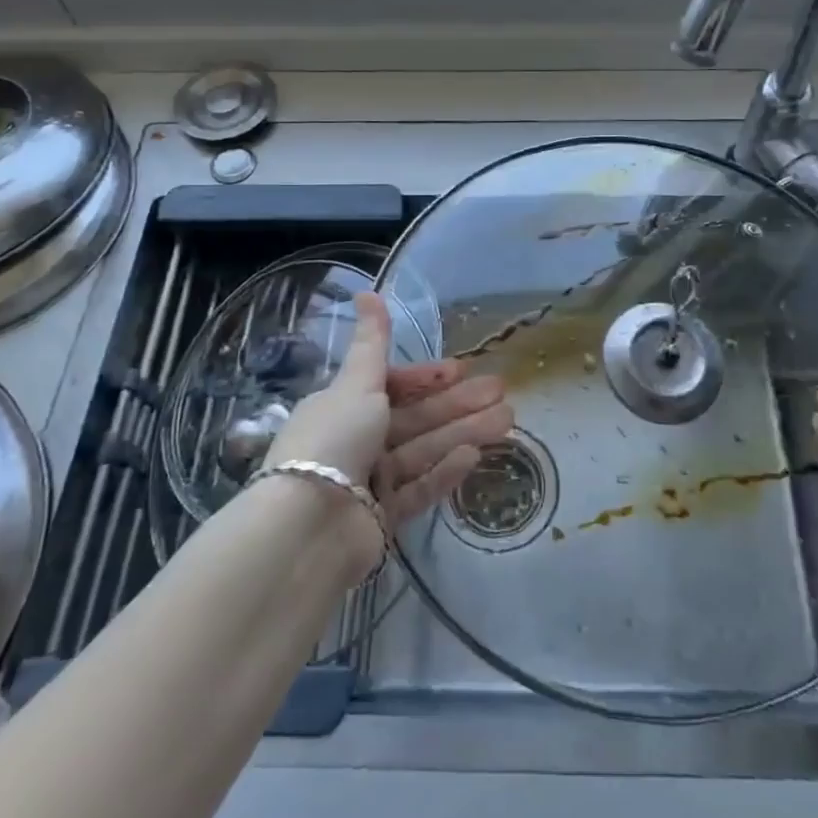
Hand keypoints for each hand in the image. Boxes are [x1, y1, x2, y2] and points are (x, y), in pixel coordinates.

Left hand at [264, 293, 512, 526]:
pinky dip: (445, 471)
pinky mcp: (384, 516)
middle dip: (458, 404)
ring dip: (464, 432)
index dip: (426, 377)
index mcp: (344, 406)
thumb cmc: (335, 439)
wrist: (309, 525)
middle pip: (416, 418)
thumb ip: (371, 341)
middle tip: (502, 392)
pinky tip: (475, 457)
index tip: (460, 370)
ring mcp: (371, 480)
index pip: (391, 386)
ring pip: (425, 450)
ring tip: (507, 420)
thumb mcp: (356, 383)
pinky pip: (420, 487)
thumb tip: (366, 292)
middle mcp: (357, 440)